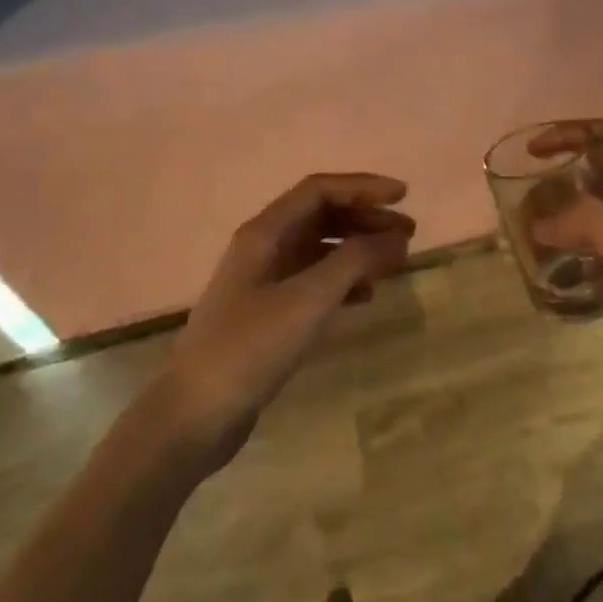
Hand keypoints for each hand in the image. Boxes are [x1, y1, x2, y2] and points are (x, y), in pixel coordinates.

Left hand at [154, 173, 413, 470]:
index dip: (363, 187)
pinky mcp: (268, 314)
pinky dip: (344, 282)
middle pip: (322, 216)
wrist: (194, 414)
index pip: (319, 190)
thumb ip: (353, 262)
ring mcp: (264, 281)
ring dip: (358, 250)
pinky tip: (367, 297)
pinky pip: (314, 282)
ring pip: (320, 249)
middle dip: (366, 219)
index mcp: (265, 232)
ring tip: (395, 263)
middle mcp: (263, 247)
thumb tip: (394, 238)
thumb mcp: (308, 300)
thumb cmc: (250, 347)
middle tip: (408, 234)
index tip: (403, 196)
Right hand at [528, 120, 602, 364]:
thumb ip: (590, 226)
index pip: (602, 135)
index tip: (532, 153)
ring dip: (569, 214)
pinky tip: (574, 274)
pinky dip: (586, 248)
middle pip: (595, 171)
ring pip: (601, 208)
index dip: (565, 133)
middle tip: (527, 207)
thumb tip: (539, 220)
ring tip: (540, 239)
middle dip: (557, 179)